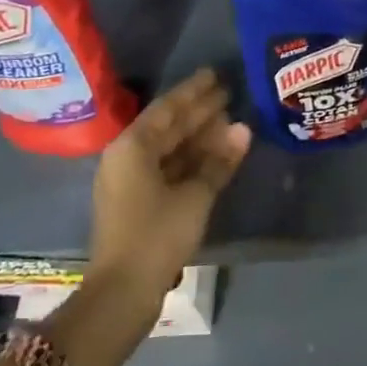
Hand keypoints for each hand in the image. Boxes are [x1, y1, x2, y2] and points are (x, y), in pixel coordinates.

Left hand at [89, 69, 250, 296]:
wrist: (122, 291)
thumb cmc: (156, 235)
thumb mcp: (195, 196)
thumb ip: (219, 161)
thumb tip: (244, 129)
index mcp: (132, 147)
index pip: (168, 108)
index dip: (194, 91)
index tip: (216, 74)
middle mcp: (127, 157)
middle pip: (167, 126)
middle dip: (199, 111)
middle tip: (230, 93)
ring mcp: (130, 180)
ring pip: (169, 148)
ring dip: (198, 136)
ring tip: (230, 120)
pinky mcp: (138, 201)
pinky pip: (168, 167)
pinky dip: (192, 159)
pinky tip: (217, 154)